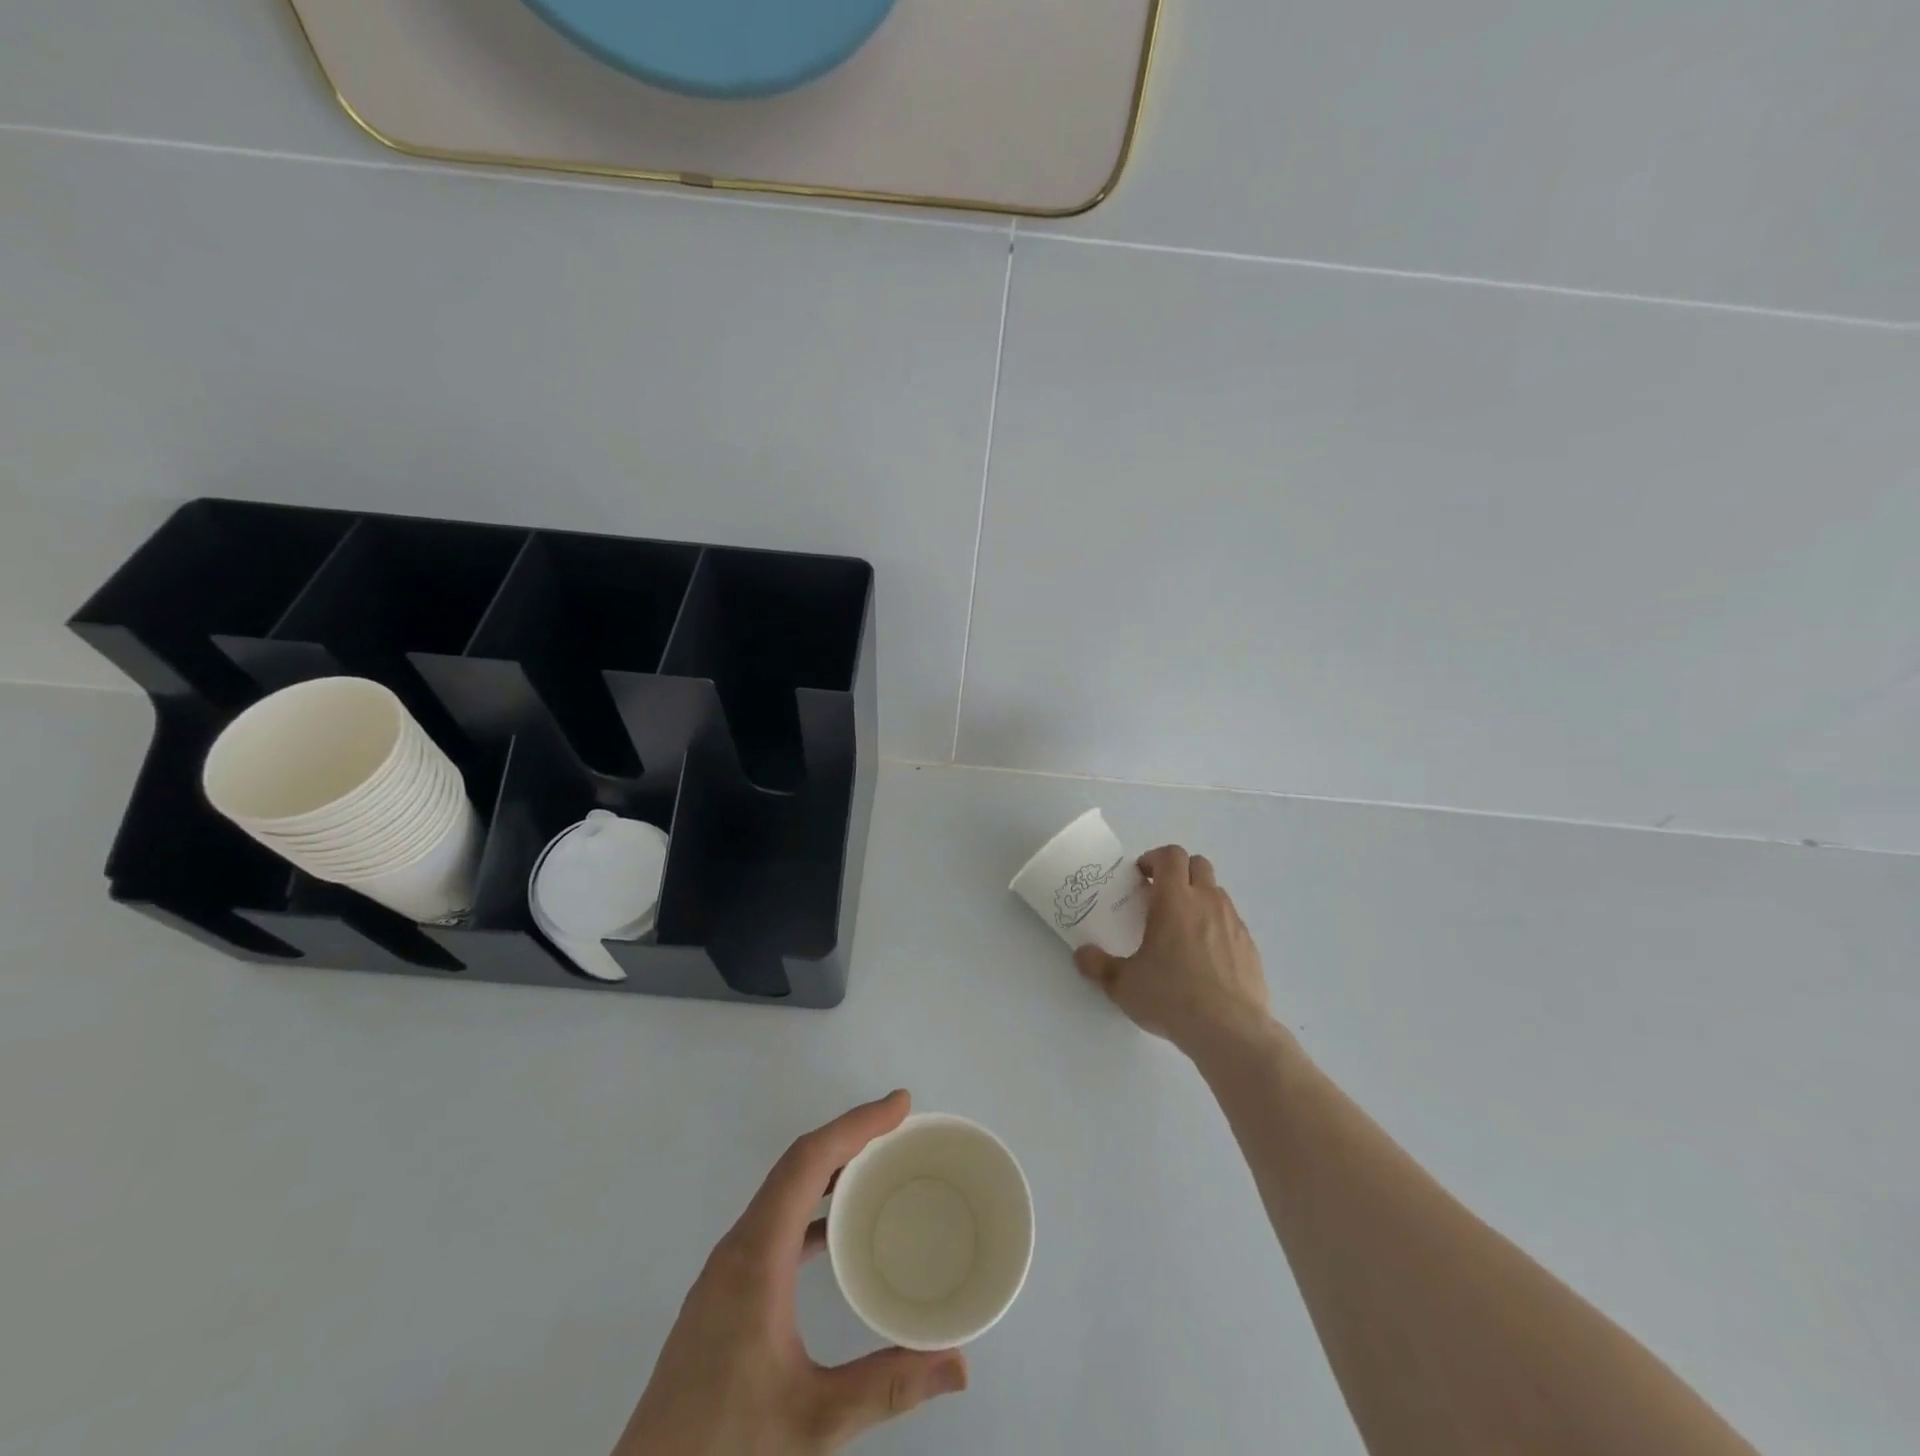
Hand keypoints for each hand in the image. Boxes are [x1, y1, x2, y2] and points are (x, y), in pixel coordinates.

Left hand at [614, 1091, 967, 1454]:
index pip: (808, 1161)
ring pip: (782, 1191)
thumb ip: (888, 1387)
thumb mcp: (815, 1421)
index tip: (899, 1106)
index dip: (856, 1124)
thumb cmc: (726, 1448)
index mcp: (757, 1256)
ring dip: (828, 1167)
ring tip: (876, 1166)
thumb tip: (960, 1365)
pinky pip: (774, 1221)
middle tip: (899, 1127)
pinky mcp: (723, 1292)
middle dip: (848, 1136)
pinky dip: (811, 1205)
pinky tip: (835, 1231)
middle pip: (796, 1165)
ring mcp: (726, 1269)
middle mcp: (738, 1247)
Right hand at [1074, 845, 1271, 1055]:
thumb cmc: (1171, 997)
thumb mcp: (1123, 985)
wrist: (1230, 1031)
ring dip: (1199, 897)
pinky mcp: (1250, 946)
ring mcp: (1233, 922)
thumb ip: (1098, 965)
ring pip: (1217, 891)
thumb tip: (1081, 954)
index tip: (1141, 877)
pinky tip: (1205, 956)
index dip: (1154, 859)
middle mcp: (1207, 901)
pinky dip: (1216, 925)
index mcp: (1175, 900)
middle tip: (1160, 895)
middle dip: (1179, 871)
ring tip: (1182, 927)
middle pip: (1198, 864)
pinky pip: (1231, 921)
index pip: (1171, 855)